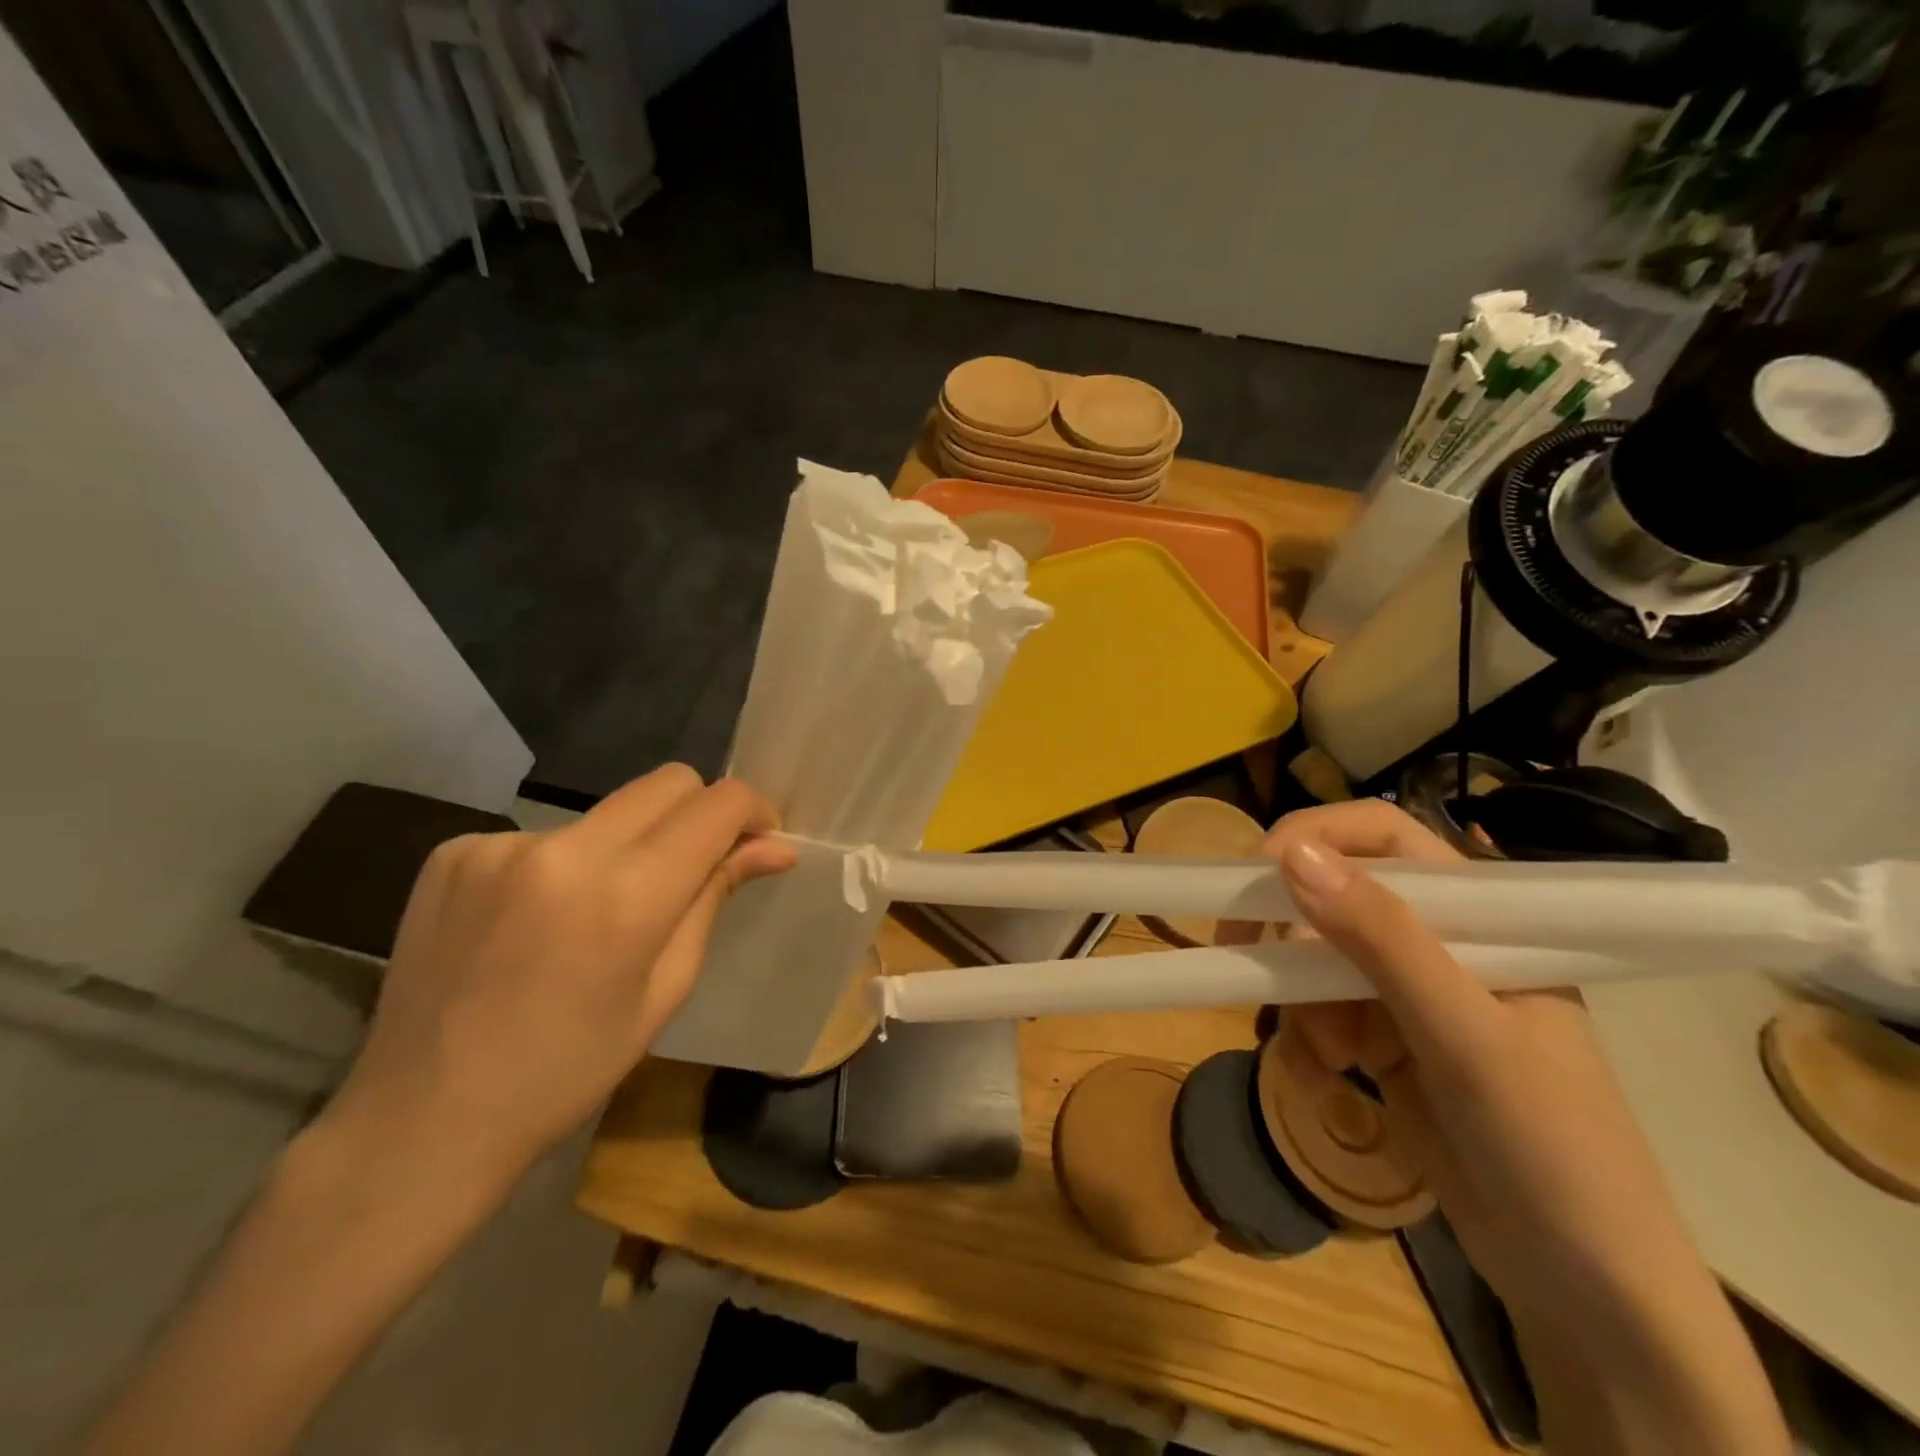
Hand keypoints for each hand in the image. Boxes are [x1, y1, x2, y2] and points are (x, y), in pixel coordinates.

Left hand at [319, 765, 794, 1187]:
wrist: (420, 1121)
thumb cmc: (567, 1072)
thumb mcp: (663, 990)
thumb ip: (715, 898)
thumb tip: (775, 847)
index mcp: (625, 896)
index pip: (716, 805)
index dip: (752, 811)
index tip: (758, 840)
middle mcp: (564, 850)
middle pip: (666, 783)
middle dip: (699, 812)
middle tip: (693, 869)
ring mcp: (500, 844)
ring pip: (607, 811)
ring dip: (628, 844)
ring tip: (598, 913)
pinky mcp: (455, 850)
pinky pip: (545, 835)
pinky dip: (563, 864)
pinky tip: (536, 921)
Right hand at [1265, 800, 1787, 1454]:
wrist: (1585, 1289)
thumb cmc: (1550, 1145)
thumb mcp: (1464, 1035)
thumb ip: (1381, 939)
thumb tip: (1291, 854)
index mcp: (1483, 918)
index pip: (1385, 835)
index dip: (1314, 835)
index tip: (1254, 874)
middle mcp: (1442, 942)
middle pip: (1336, 894)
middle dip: (1290, 931)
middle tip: (1240, 953)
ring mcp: (1411, 993)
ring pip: (1316, 957)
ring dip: (1299, 1000)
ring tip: (1325, 1056)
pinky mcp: (1385, 1039)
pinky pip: (1316, 1011)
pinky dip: (1306, 1039)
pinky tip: (1326, 1078)